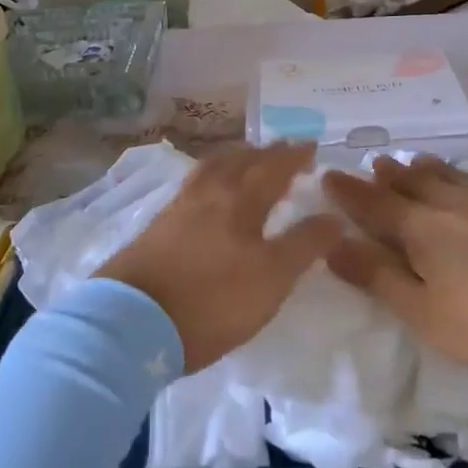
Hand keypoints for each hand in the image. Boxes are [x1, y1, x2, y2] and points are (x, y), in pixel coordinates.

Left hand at [97, 144, 340, 372]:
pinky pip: (194, 184)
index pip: (274, 168)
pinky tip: (208, 190)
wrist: (132, 321)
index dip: (295, 157)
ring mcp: (179, 207)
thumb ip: (305, 245)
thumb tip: (335, 216)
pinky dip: (211, 176)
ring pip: (213, 168)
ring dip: (235, 158)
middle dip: (266, 153)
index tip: (311, 146)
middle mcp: (210, 192)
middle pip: (241, 161)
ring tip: (245, 158)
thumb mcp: (272, 278)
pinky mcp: (158, 225)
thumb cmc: (213, 300)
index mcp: (241, 200)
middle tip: (282, 148)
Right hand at [323, 154, 467, 381]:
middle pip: (413, 185)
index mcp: (422, 230)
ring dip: (429, 169)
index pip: (374, 207)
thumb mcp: (426, 314)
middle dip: (388, 177)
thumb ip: (378, 278)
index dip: (348, 194)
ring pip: (454, 177)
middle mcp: (455, 204)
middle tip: (374, 163)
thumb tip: (331, 244)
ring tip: (414, 159)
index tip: (328, 175)